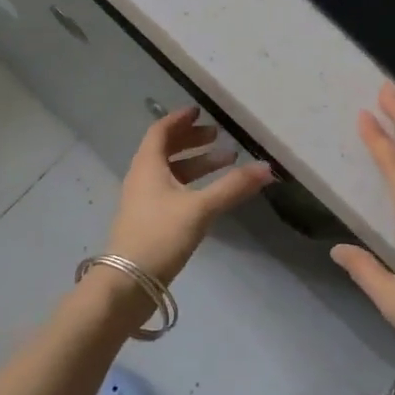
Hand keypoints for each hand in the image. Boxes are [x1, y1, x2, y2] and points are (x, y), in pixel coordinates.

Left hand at [107, 108, 274, 284]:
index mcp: (147, 165)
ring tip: (226, 163)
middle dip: (192, 141)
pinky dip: (190, 184)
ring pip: (170, 172)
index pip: (161, 131)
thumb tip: (267, 168)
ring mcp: (143, 201)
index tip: (200, 111)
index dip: (180, 119)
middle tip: (218, 136)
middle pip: (165, 150)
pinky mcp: (148, 221)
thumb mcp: (200, 208)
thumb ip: (233, 187)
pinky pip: (170, 191)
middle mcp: (142, 178)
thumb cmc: (160, 235)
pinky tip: (210, 195)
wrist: (128, 283)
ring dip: (195, 164)